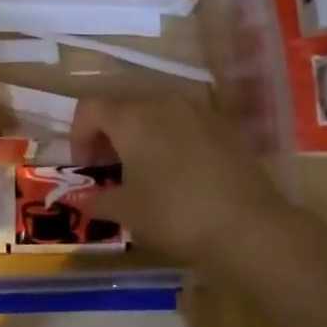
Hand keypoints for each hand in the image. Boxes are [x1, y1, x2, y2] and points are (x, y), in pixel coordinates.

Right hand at [71, 95, 294, 267]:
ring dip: (141, 134)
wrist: (248, 225)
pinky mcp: (223, 125)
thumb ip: (98, 200)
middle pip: (123, 106)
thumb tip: (83, 201)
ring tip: (145, 170)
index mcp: (131, 117)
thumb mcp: (127, 212)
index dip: (79, 135)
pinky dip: (172, 139)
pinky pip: (185, 123)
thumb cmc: (175, 214)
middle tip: (110, 169)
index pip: (90, 108)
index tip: (86, 167)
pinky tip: (180, 171)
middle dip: (110, 135)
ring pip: (156, 112)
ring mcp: (197, 110)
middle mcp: (162, 102)